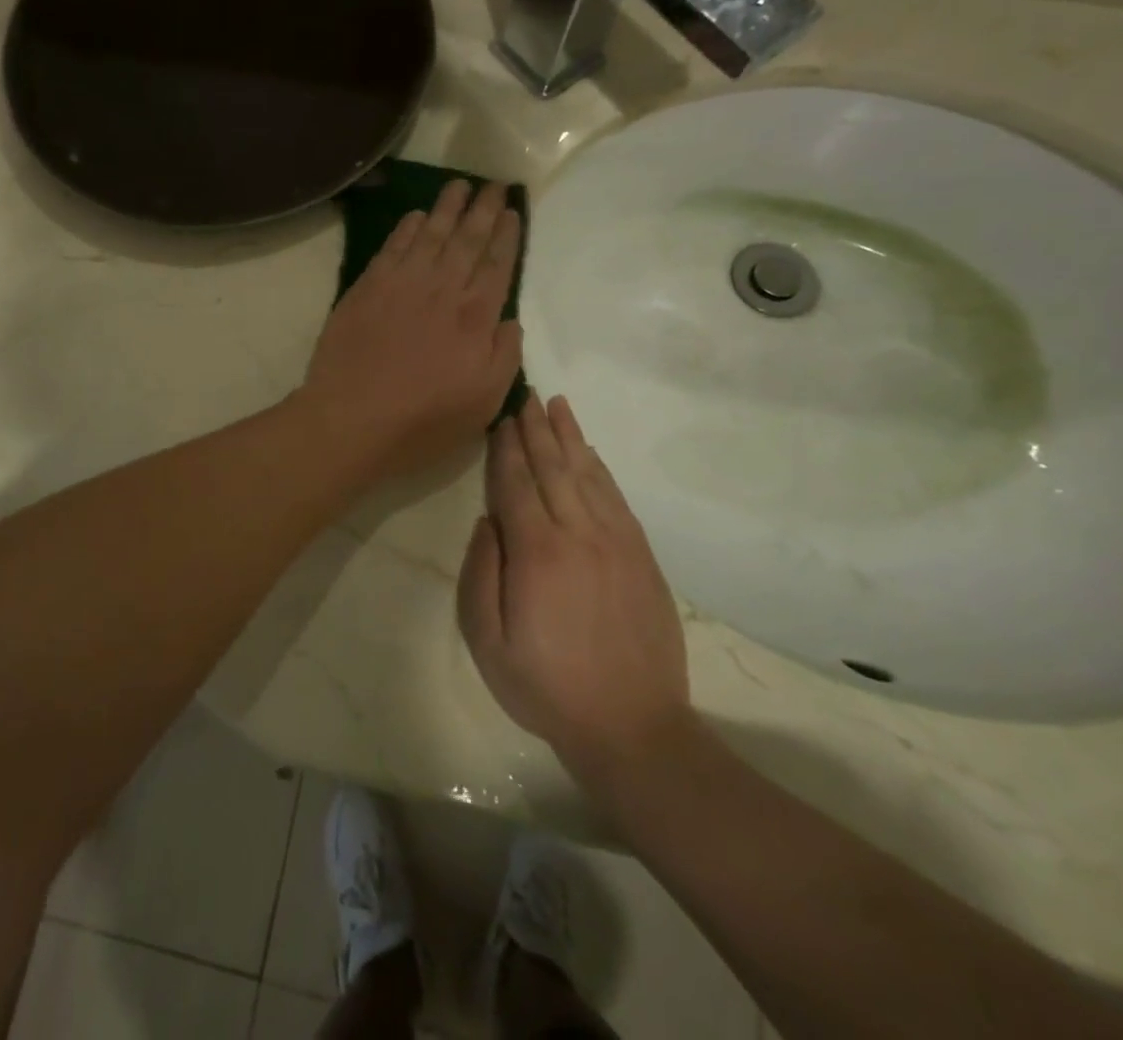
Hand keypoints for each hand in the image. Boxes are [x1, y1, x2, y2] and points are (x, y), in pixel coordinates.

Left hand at [299, 179, 522, 477]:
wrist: (351, 417)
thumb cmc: (423, 419)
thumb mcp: (484, 402)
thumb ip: (505, 356)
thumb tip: (511, 321)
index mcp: (474, 317)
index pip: (496, 265)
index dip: (505, 236)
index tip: (511, 212)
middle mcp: (441, 289)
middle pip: (467, 240)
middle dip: (482, 210)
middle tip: (493, 184)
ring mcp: (401, 284)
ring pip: (430, 235)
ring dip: (447, 208)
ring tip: (459, 185)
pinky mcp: (367, 288)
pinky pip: (392, 247)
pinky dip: (406, 228)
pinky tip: (416, 216)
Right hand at [457, 392, 690, 783]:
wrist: (633, 727)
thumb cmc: (547, 687)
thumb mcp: (488, 642)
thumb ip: (480, 574)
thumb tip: (486, 521)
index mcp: (537, 553)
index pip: (516, 484)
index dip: (506, 447)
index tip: (500, 417)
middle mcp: (578, 534)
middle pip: (553, 468)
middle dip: (535, 429)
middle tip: (525, 395)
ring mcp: (617, 542)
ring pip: (588, 474)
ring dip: (569, 437)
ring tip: (556, 405)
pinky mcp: (642, 556)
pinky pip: (617, 498)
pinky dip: (600, 469)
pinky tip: (590, 453)